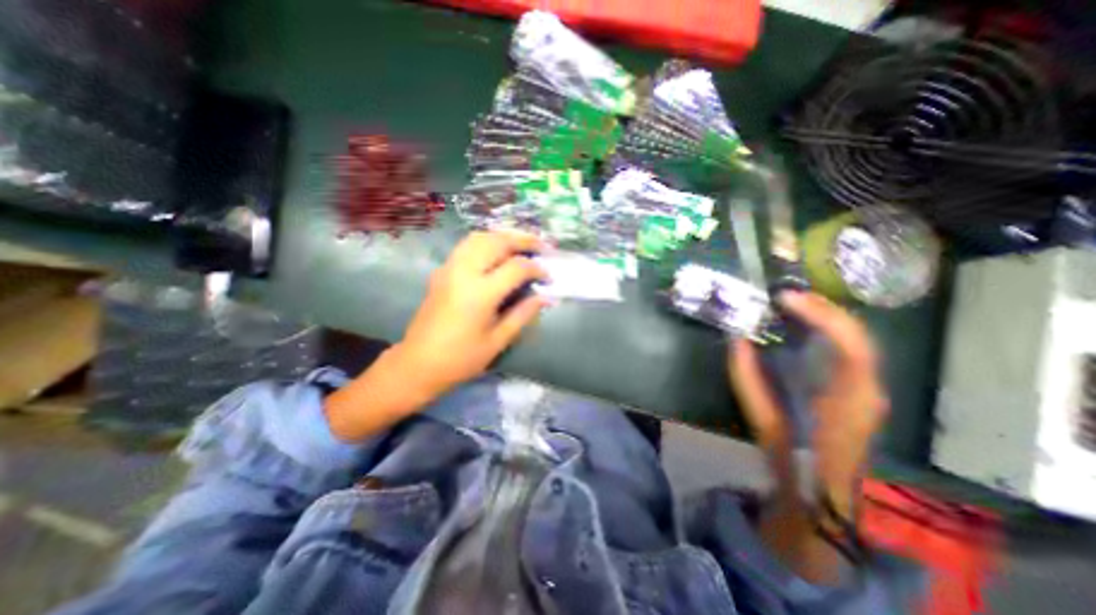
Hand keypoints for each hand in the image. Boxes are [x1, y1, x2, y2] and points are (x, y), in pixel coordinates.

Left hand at [324, 229, 547, 437]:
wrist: (418, 364)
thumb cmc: (461, 359)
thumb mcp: (497, 340)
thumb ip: (523, 314)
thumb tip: (545, 297)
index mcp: (480, 293)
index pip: (516, 267)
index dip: (537, 269)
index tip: (548, 277)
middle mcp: (464, 272)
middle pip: (497, 241)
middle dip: (523, 240)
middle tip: (542, 246)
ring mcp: (449, 268)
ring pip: (480, 237)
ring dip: (504, 237)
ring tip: (522, 245)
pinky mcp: (441, 271)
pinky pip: (467, 245)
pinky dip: (487, 241)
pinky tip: (497, 253)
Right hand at [725, 293, 889, 507]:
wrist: (820, 493)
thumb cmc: (793, 458)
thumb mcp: (762, 418)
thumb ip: (746, 377)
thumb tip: (735, 340)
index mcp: (848, 400)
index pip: (851, 345)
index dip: (820, 315)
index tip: (785, 299)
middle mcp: (868, 389)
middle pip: (857, 335)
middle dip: (822, 308)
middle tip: (785, 296)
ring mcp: (868, 389)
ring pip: (855, 340)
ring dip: (824, 317)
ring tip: (791, 304)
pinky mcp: (859, 390)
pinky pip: (847, 350)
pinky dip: (826, 331)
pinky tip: (803, 326)